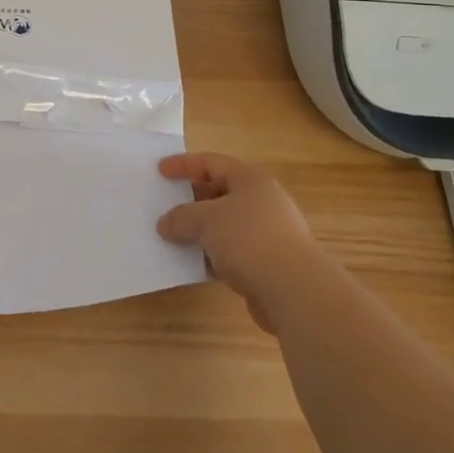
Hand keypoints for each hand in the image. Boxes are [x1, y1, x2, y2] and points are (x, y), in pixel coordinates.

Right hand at [156, 152, 320, 331]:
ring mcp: (266, 233)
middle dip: (191, 199)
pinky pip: (231, 252)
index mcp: (250, 180)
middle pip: (220, 192)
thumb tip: (165, 224)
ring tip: (173, 237)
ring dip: (200, 231)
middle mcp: (261, 201)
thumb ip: (181, 217)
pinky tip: (194, 264)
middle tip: (165, 205)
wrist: (293, 290)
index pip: (212, 162)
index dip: (184, 164)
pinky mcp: (266, 263)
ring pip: (225, 225)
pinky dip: (212, 255)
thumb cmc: (249, 239)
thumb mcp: (206, 220)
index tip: (160, 170)